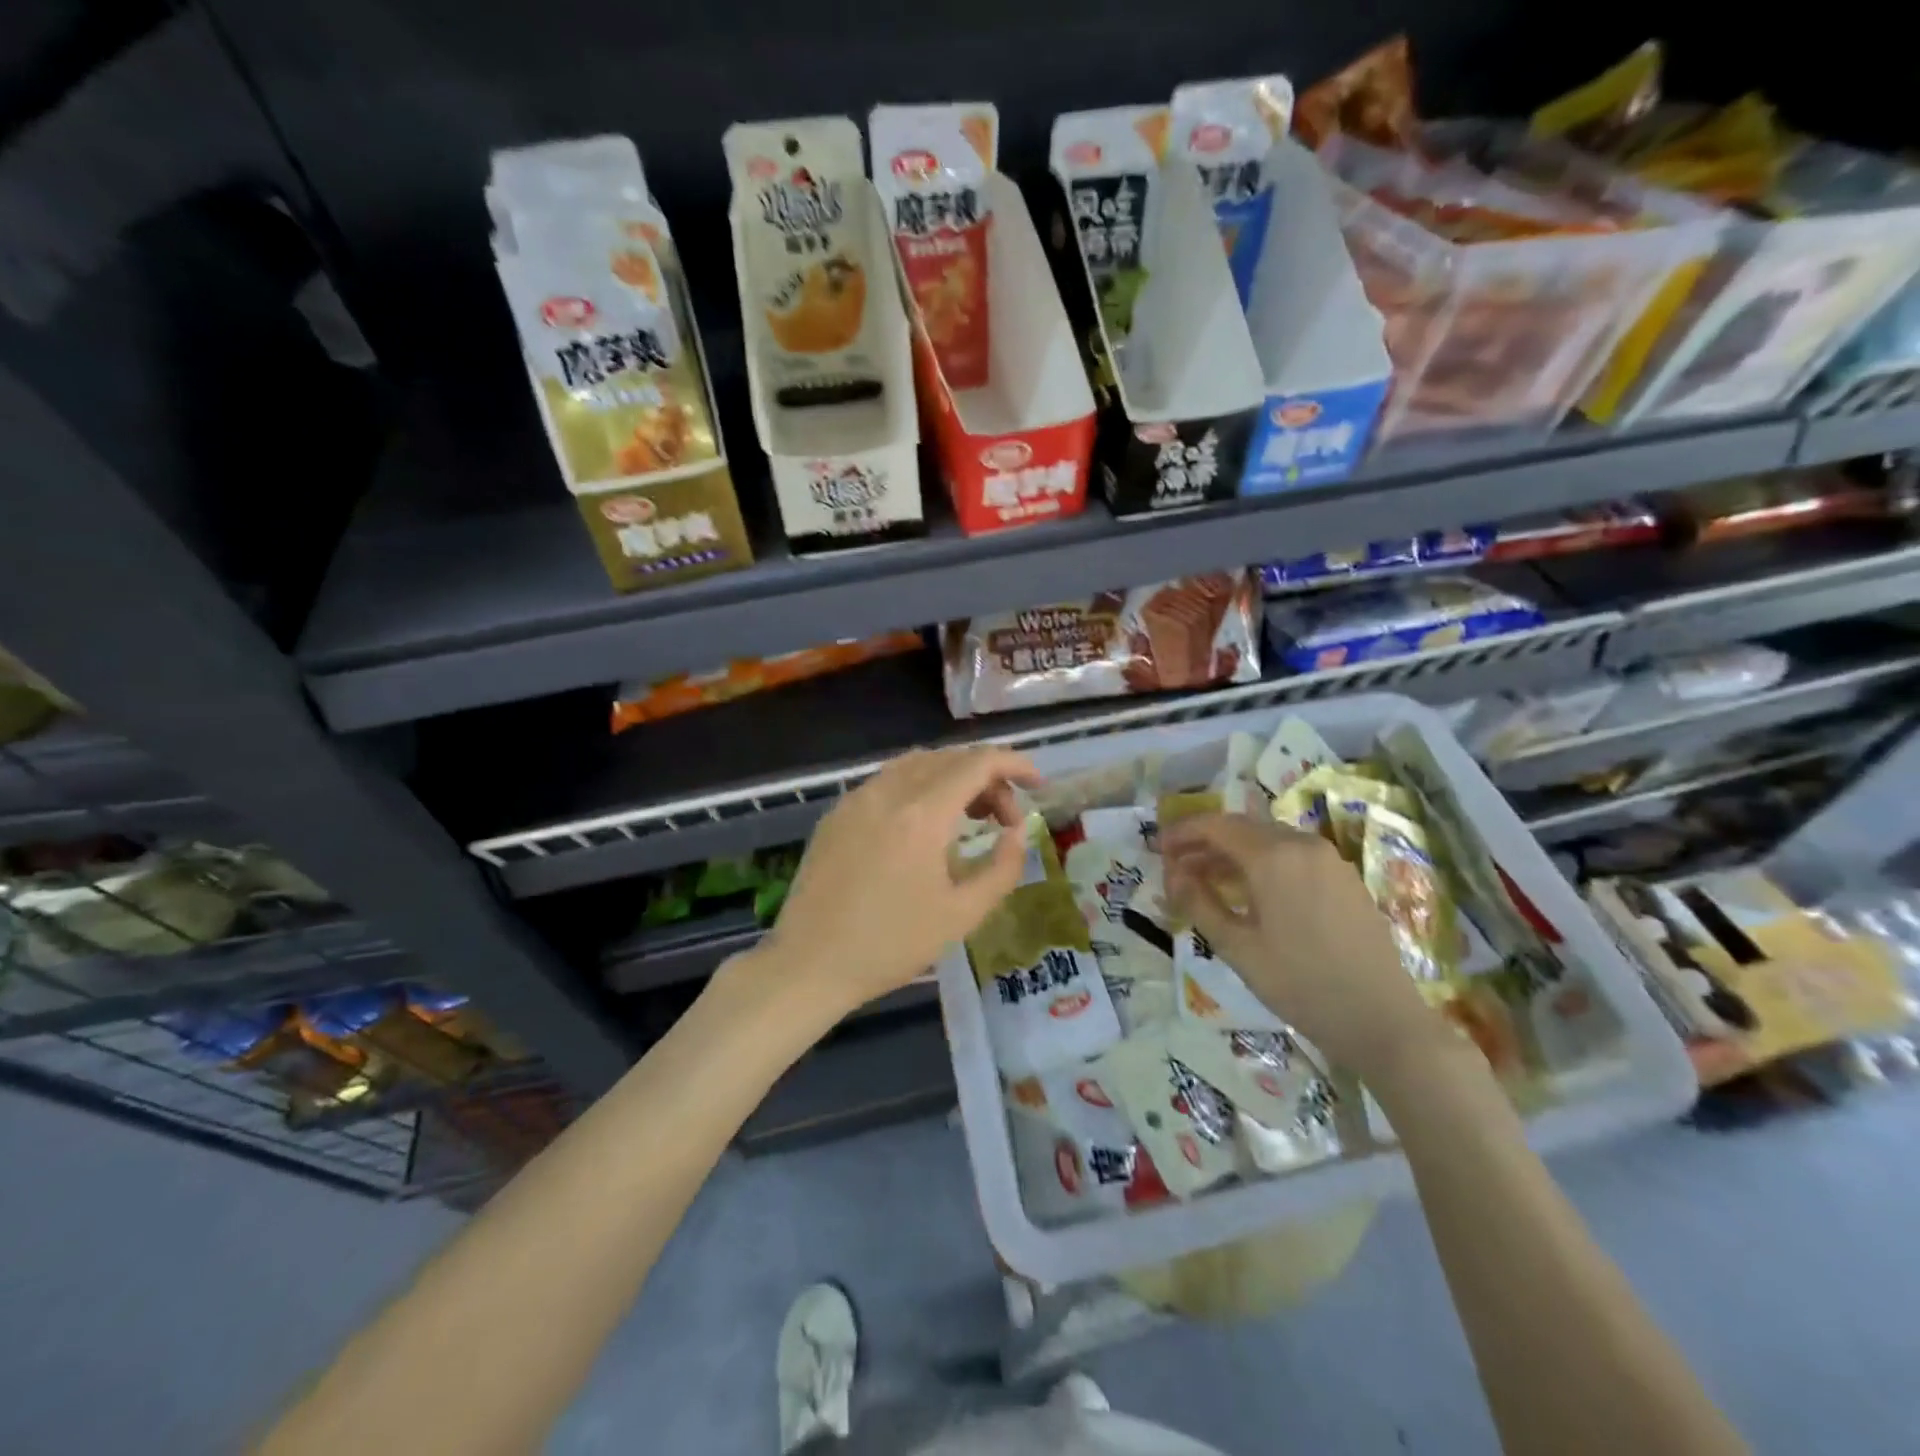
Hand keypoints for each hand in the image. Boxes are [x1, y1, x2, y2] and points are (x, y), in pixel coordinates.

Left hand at [748, 746, 1039, 1021]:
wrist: (809, 964)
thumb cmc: (890, 945)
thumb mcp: (961, 915)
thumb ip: (1001, 868)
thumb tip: (1017, 833)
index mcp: (921, 814)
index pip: (977, 764)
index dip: (1014, 764)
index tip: (1037, 783)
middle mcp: (887, 792)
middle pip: (948, 759)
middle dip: (987, 777)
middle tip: (1005, 818)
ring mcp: (856, 799)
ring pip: (915, 764)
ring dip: (952, 777)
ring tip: (970, 815)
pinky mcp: (836, 814)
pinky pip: (887, 781)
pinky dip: (919, 786)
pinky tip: (924, 824)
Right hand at [1161, 812, 1446, 1080]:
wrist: (1382, 1019)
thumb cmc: (1300, 984)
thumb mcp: (1237, 948)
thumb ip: (1199, 903)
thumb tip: (1173, 875)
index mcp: (1273, 856)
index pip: (1215, 825)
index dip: (1182, 833)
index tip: (1158, 849)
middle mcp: (1301, 844)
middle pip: (1242, 827)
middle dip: (1205, 842)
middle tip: (1177, 867)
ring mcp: (1328, 859)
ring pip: (1268, 839)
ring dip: (1233, 852)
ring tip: (1208, 880)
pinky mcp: (1344, 877)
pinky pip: (1292, 854)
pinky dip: (1262, 862)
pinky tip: (1251, 891)